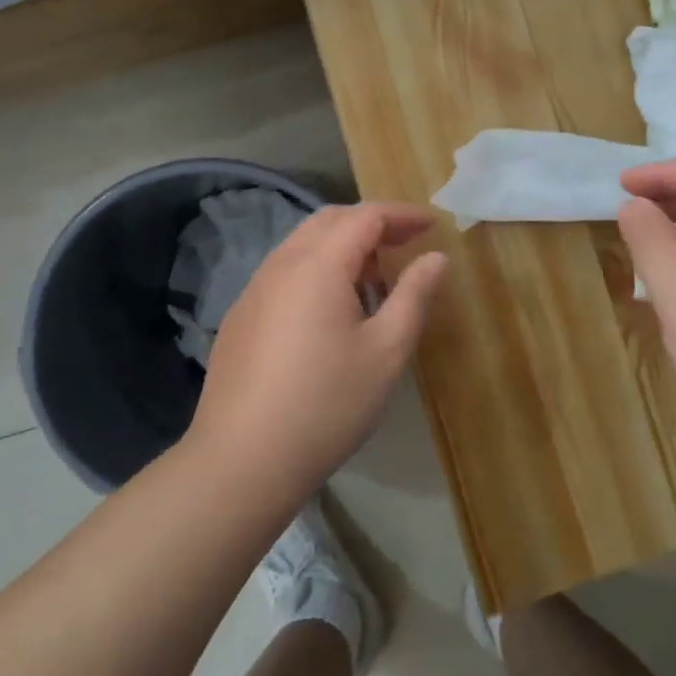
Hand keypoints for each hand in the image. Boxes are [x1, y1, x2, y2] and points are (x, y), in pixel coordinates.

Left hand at [187, 203, 448, 500]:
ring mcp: (254, 290)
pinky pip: (285, 272)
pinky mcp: (241, 317)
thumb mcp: (386, 351)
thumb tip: (435, 257)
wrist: (242, 461)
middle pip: (330, 221)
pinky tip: (332, 312)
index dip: (402, 214)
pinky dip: (317, 270)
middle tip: (406, 244)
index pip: (365, 216)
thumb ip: (414, 295)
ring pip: (303, 245)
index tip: (433, 225)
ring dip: (343, 247)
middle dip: (372, 224)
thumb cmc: (327, 404)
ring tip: (375, 279)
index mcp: (318, 265)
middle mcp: (281, 264)